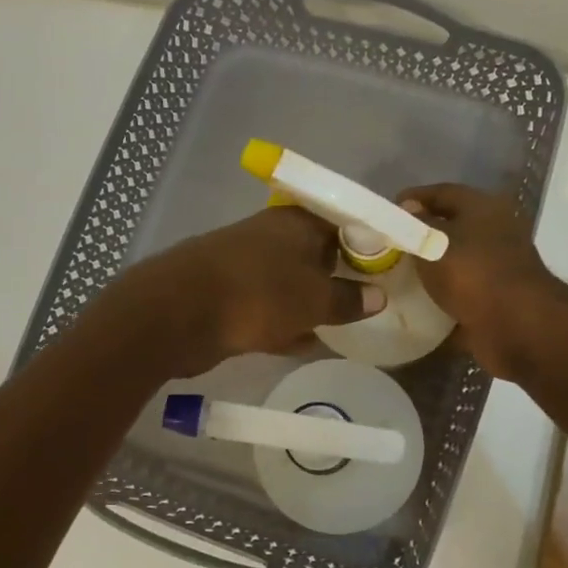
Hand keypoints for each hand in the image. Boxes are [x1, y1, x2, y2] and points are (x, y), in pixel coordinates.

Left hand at [114, 205, 383, 374]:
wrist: (176, 313)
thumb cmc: (258, 294)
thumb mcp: (314, 299)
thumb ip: (348, 299)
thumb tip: (378, 296)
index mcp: (297, 223)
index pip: (344, 223)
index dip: (368, 243)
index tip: (391, 266)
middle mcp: (272, 236)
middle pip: (317, 254)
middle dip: (341, 276)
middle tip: (372, 299)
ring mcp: (247, 265)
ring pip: (292, 282)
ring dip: (313, 302)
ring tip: (345, 325)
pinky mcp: (229, 295)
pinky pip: (269, 307)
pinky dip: (287, 322)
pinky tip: (306, 343)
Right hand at [398, 184, 567, 378]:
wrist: (516, 326)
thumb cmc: (472, 272)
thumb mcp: (434, 241)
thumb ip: (417, 223)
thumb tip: (408, 209)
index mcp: (484, 208)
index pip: (443, 192)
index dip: (414, 198)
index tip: (388, 210)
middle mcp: (494, 232)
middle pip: (451, 226)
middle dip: (420, 234)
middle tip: (388, 243)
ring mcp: (497, 268)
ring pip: (455, 261)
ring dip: (430, 267)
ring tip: (395, 274)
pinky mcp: (495, 299)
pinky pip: (460, 293)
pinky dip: (440, 296)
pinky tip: (414, 303)